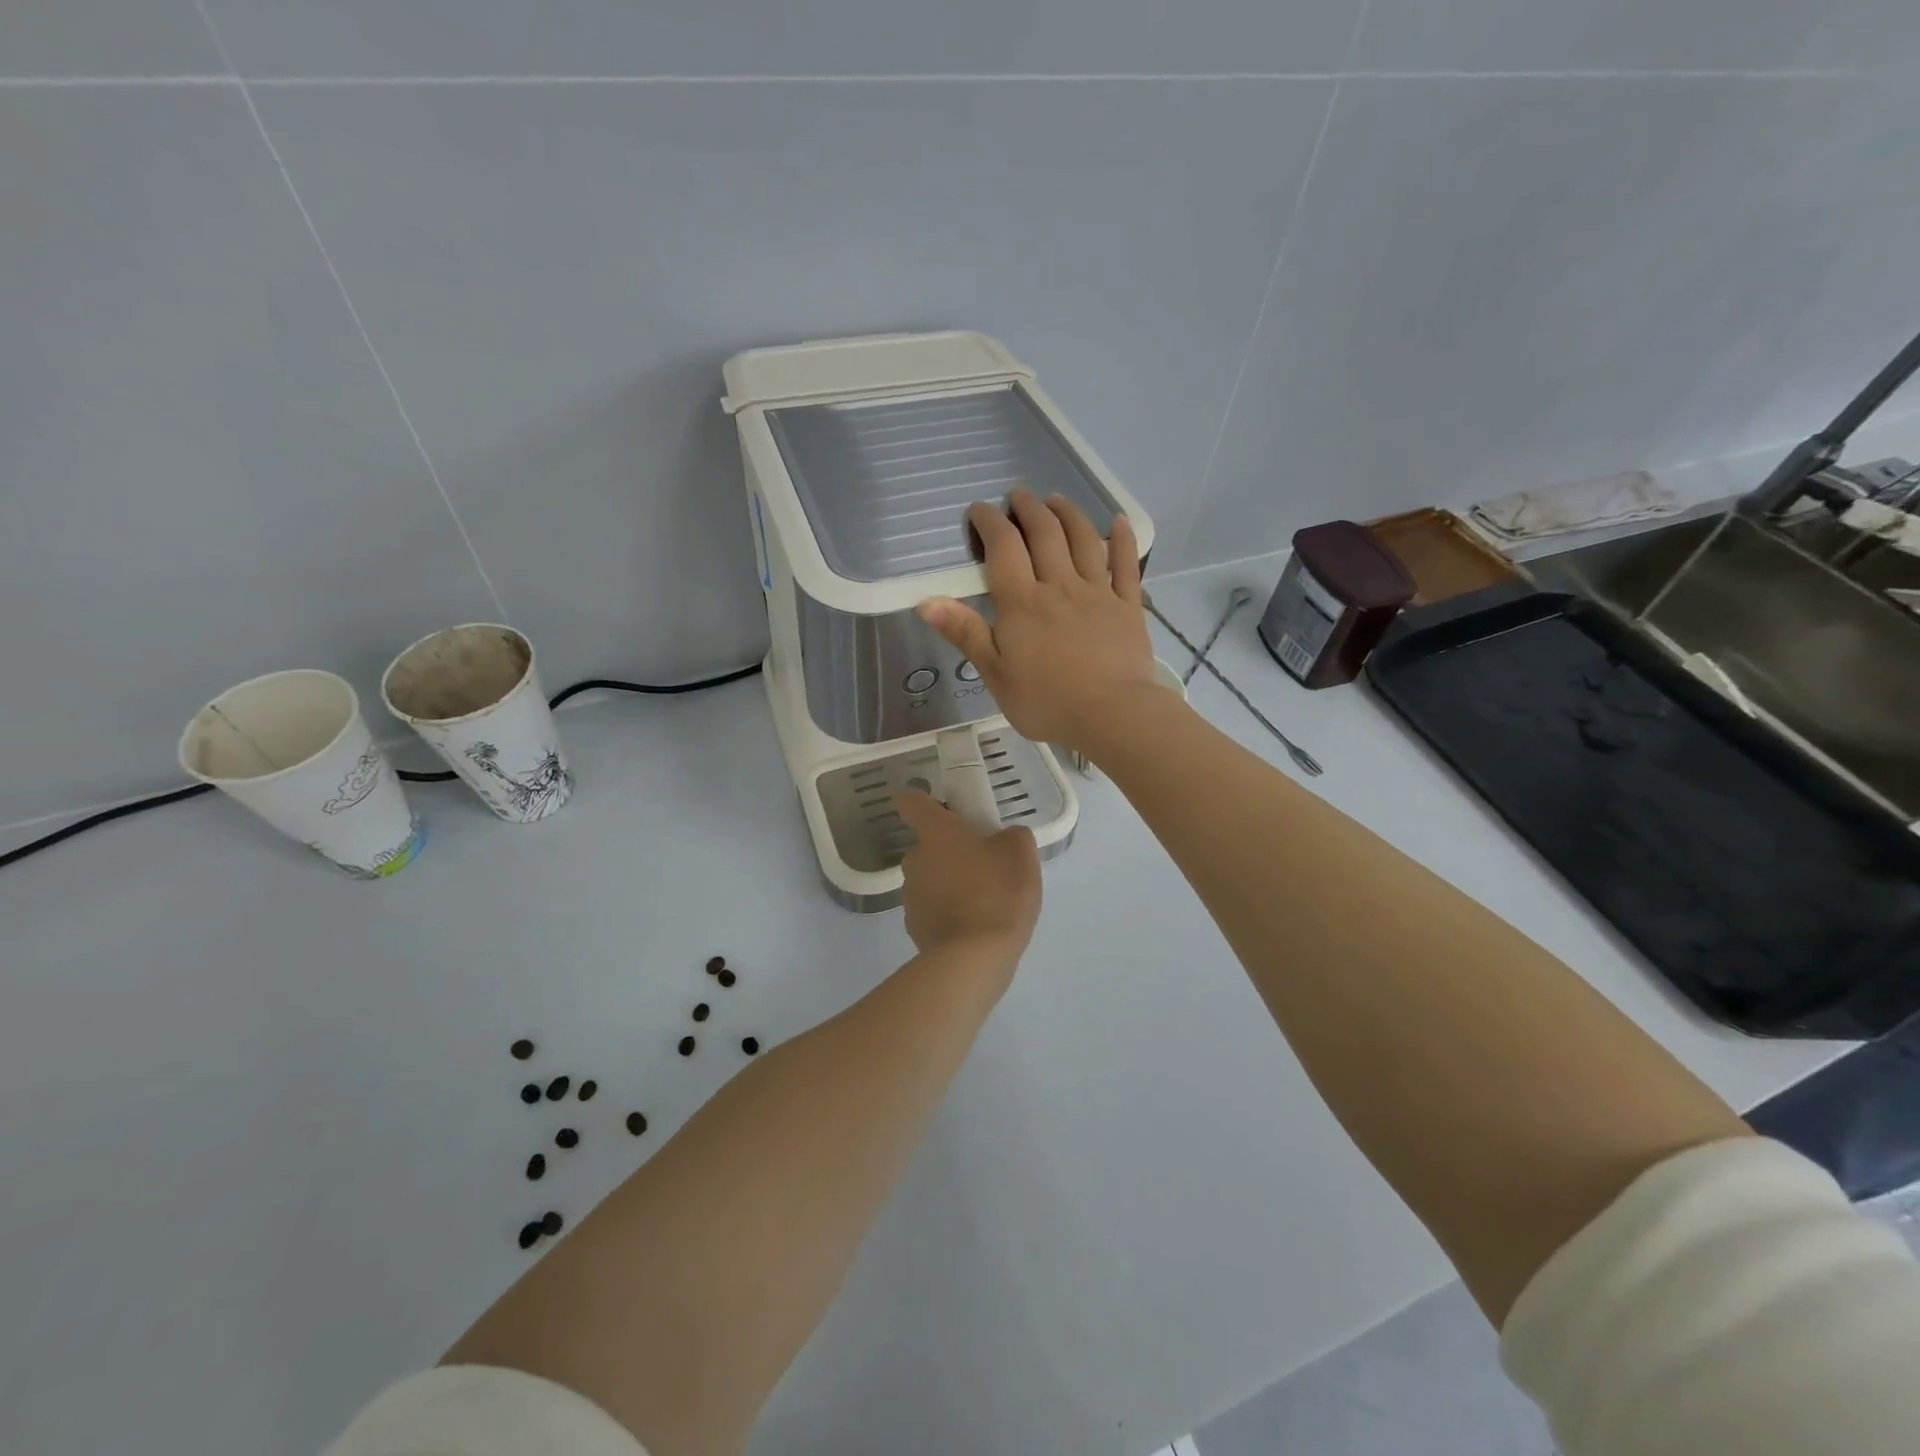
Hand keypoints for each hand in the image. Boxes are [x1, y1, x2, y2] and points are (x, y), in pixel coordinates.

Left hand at [896, 790, 1040, 965]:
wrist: (974, 958)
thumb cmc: (997, 893)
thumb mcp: (1021, 854)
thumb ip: (1012, 836)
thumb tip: (1003, 838)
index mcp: (936, 833)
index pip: (912, 802)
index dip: (922, 799)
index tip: (940, 807)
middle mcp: (915, 859)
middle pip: (926, 845)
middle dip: (949, 850)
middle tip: (982, 862)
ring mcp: (910, 896)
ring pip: (929, 878)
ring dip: (949, 882)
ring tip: (982, 900)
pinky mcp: (914, 927)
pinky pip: (932, 909)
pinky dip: (948, 912)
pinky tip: (974, 925)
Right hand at [917, 489, 1164, 753]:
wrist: (1112, 714)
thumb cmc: (1047, 700)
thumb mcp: (995, 673)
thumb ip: (965, 633)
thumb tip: (925, 601)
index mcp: (1022, 602)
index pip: (1003, 548)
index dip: (990, 522)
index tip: (980, 510)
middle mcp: (1059, 585)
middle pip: (1044, 534)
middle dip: (1028, 509)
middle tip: (1018, 496)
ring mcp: (1098, 592)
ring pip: (1083, 540)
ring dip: (1068, 514)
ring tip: (1056, 500)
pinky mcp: (1128, 606)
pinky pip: (1126, 565)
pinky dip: (1122, 540)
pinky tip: (1119, 522)